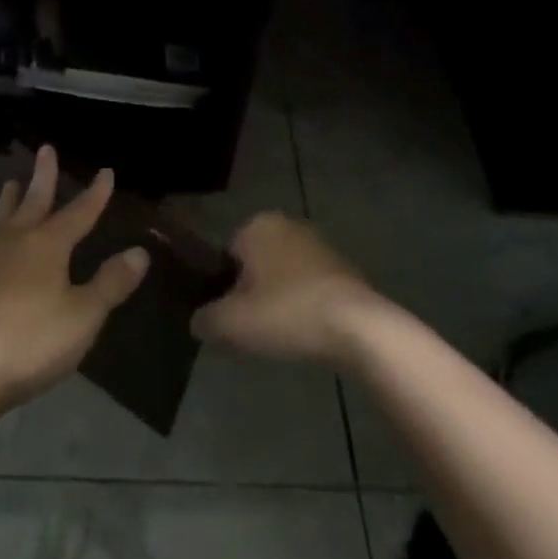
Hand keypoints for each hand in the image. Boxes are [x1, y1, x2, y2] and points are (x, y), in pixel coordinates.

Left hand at [0, 147, 149, 408]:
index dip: (94, 194)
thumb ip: (110, 283)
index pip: (78, 212)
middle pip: (33, 202)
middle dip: (43, 176)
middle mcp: (16, 243)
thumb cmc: (32, 338)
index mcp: (47, 245)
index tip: (105, 171)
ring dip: (11, 200)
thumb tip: (139, 252)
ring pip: (3, 219)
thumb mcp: (84, 314)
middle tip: (45, 149)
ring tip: (11, 183)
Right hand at [191, 212, 378, 364]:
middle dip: (252, 292)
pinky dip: (305, 304)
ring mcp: (319, 243)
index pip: (226, 255)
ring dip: (280, 299)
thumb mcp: (232, 323)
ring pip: (283, 275)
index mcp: (256, 225)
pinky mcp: (345, 267)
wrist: (358, 328)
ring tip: (282, 334)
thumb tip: (198, 322)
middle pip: (255, 263)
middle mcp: (287, 224)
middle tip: (255, 328)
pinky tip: (308, 331)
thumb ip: (206, 320)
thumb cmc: (287, 313)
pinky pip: (310, 286)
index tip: (233, 317)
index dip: (224, 289)